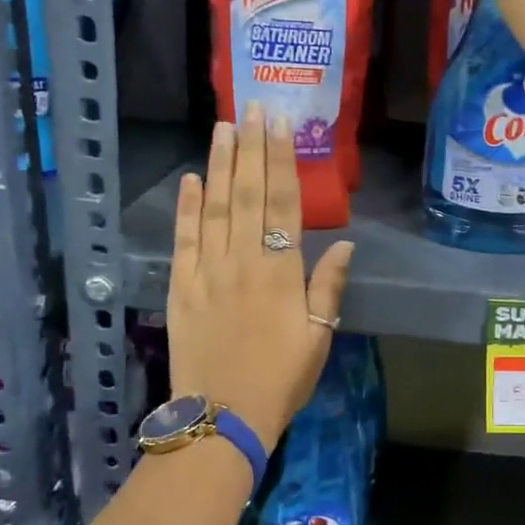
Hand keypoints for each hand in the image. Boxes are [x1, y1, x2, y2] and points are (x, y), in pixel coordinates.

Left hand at [165, 103, 354, 450]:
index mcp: (280, 272)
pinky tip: (190, 179)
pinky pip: (182, 239)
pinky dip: (185, 208)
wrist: (223, 416)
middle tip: (251, 107)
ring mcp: (206, 272)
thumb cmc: (281, 379)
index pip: (282, 204)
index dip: (281, 161)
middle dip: (250, 148)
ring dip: (219, 165)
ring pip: (214, 208)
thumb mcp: (319, 337)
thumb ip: (328, 287)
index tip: (280, 125)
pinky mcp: (180, 287)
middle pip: (247, 194)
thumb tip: (343, 243)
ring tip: (223, 128)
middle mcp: (242, 261)